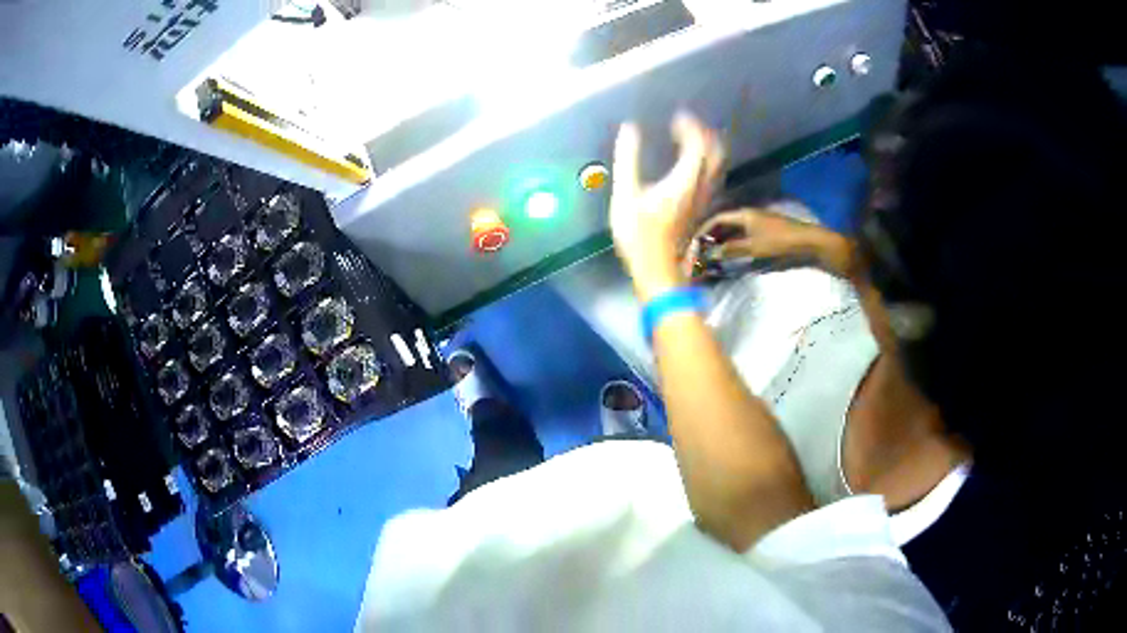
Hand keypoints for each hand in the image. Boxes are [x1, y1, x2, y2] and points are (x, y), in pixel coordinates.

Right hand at [610, 112, 724, 300]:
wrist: (660, 272)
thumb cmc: (640, 237)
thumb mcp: (626, 197)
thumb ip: (628, 160)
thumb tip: (629, 129)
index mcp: (685, 180)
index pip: (698, 144)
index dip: (691, 126)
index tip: (677, 117)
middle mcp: (701, 187)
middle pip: (716, 153)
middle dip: (704, 134)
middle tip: (687, 125)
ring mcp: (705, 199)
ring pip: (717, 166)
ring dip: (708, 148)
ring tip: (691, 139)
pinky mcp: (702, 209)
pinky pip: (712, 177)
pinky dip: (706, 163)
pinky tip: (691, 165)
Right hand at [686, 208, 854, 277]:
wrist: (807, 241)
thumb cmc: (779, 242)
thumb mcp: (753, 247)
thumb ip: (731, 250)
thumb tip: (710, 254)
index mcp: (743, 214)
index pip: (717, 219)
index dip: (704, 230)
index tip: (694, 243)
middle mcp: (748, 215)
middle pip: (725, 223)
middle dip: (712, 236)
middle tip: (701, 250)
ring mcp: (758, 222)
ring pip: (734, 230)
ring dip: (723, 240)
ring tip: (713, 254)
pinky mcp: (765, 230)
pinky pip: (743, 234)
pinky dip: (734, 242)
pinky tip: (732, 253)